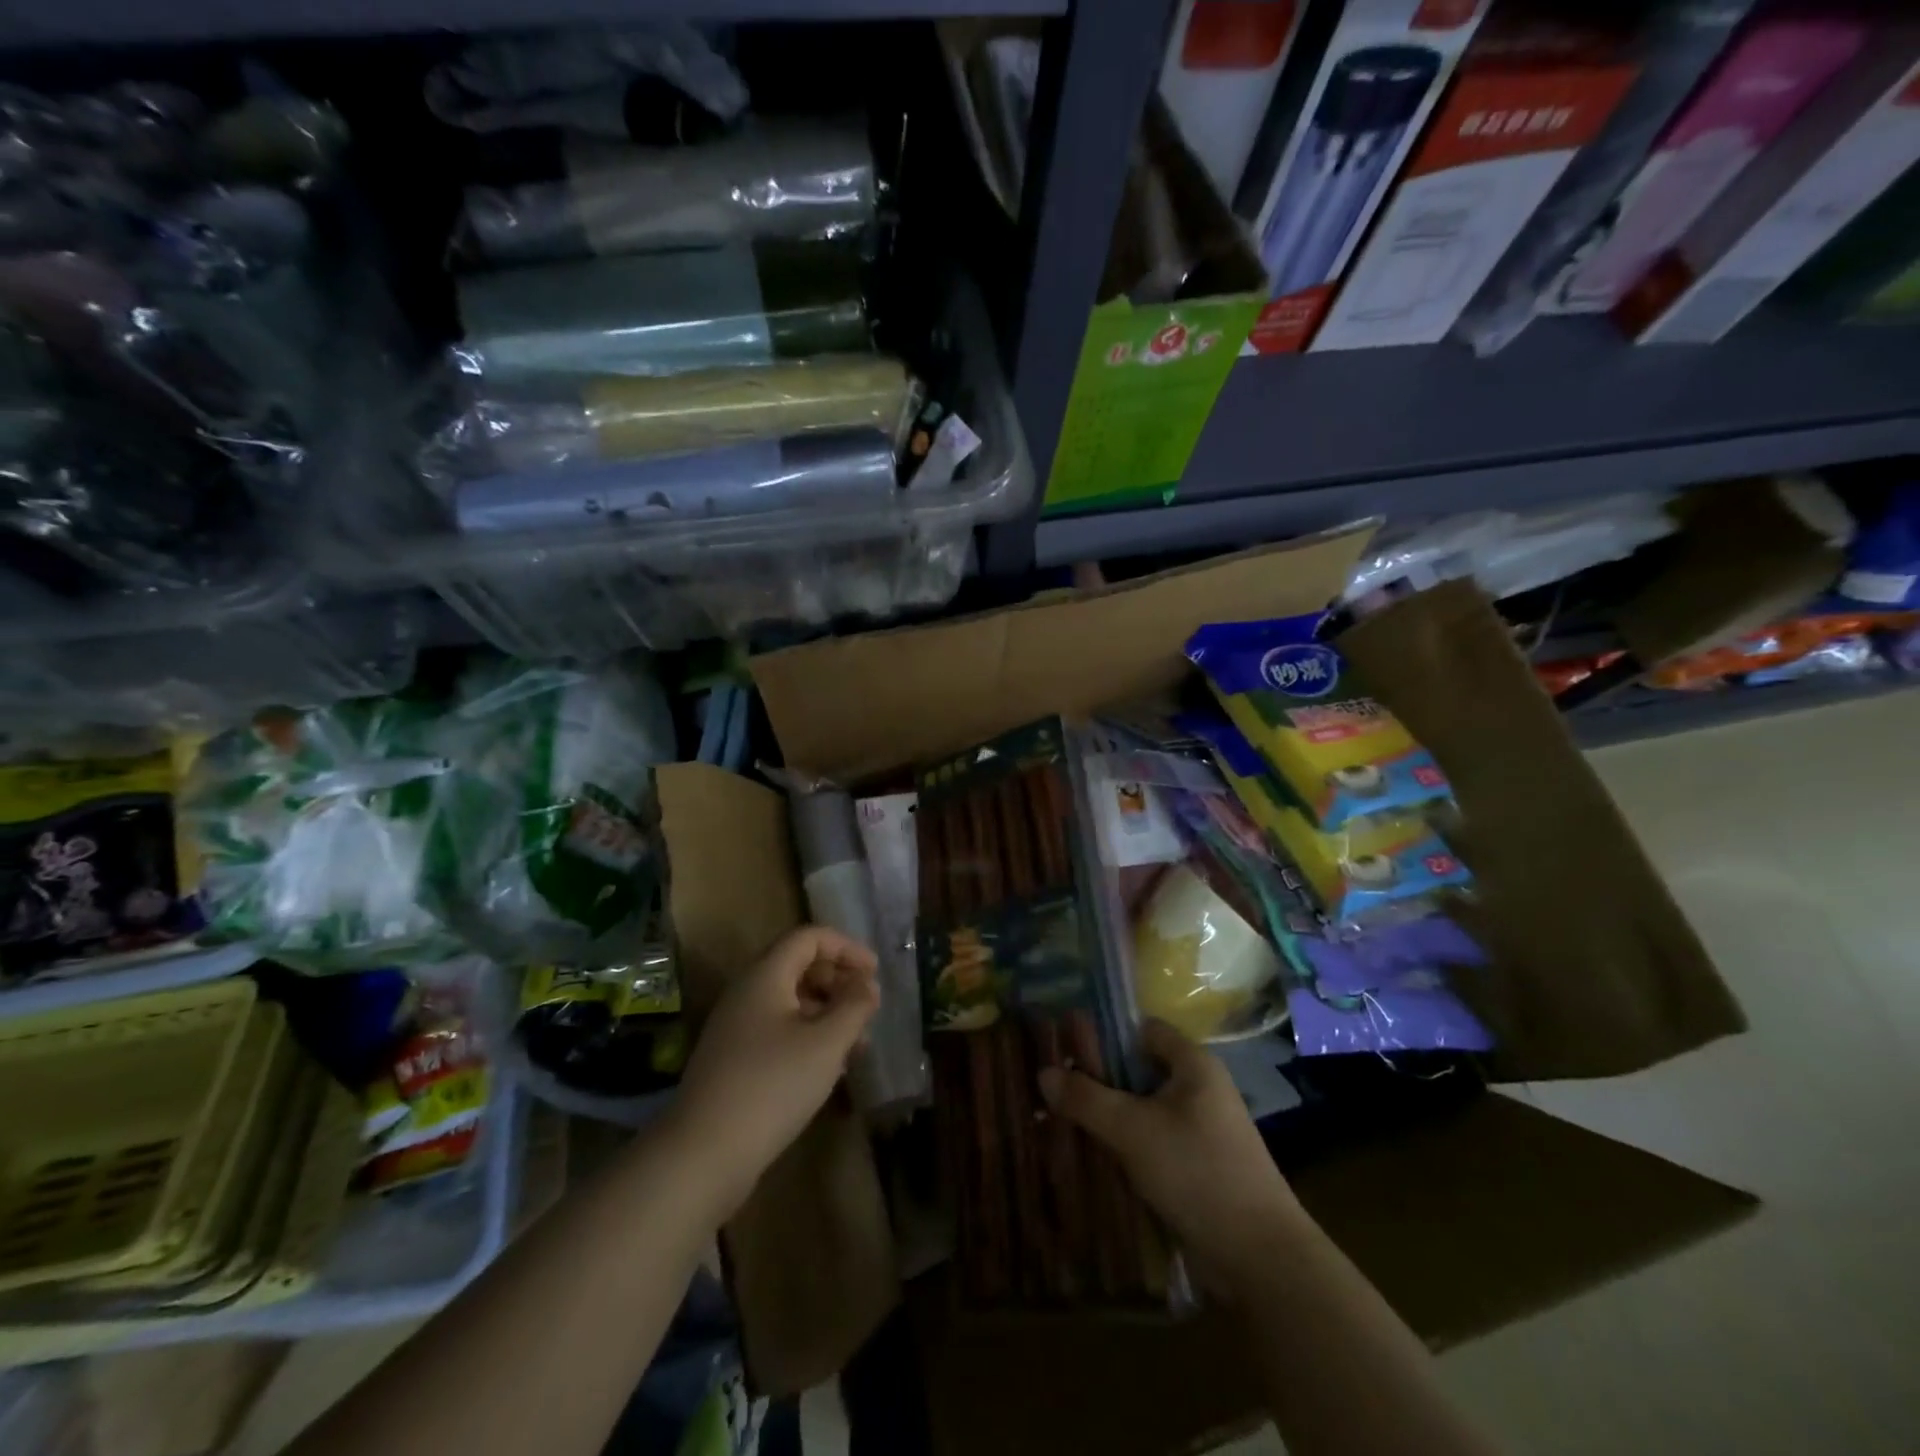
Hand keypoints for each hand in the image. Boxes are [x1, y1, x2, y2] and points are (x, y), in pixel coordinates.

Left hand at [671, 925, 880, 1217]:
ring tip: (857, 1043)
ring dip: (827, 1011)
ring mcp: (736, 1028)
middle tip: (867, 1006)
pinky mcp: (734, 1060)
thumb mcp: (826, 1043)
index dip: (846, 947)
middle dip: (838, 979)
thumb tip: (867, 984)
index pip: (808, 937)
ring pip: (790, 1001)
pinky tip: (829, 1067)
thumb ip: (854, 1006)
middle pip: (798, 966)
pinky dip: (808, 1036)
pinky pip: (778, 1030)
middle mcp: (747, 993)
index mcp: (765, 976)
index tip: (875, 973)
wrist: (704, 1154)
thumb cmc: (773, 1085)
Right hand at [1039, 1019, 1301, 1299]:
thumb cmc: (1197, 1171)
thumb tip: (1044, 1072)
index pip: (1142, 1030)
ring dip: (1109, 1117)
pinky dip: (1125, 1146)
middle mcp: (1199, 1089)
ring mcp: (1200, 1130)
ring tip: (1063, 1122)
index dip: (1105, 1034)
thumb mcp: (1132, 1129)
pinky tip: (1092, 1157)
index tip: (1066, 1047)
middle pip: (1139, 1071)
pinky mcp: (1197, 1166)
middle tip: (1055, 1088)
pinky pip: (1152, 1142)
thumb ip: (1086, 1098)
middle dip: (1099, 1080)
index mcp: (1194, 1064)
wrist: (1259, 1258)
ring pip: (1143, 1110)